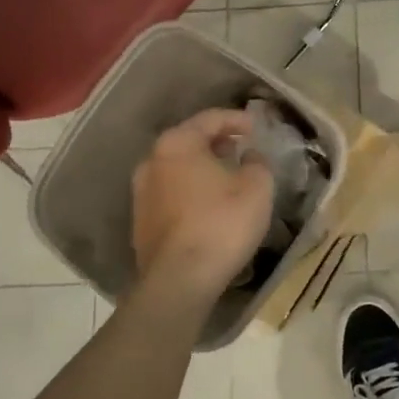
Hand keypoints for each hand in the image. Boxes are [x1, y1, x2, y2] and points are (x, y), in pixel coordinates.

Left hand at [131, 108, 273, 303]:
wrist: (179, 280)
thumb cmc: (222, 223)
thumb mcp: (257, 187)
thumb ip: (257, 163)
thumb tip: (249, 156)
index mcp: (177, 143)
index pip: (210, 119)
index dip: (237, 119)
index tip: (257, 127)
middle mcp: (152, 161)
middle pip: (189, 141)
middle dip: (217, 143)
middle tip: (242, 148)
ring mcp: (141, 193)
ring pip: (177, 169)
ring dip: (202, 168)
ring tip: (228, 177)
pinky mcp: (141, 222)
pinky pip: (171, 194)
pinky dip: (191, 191)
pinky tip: (209, 205)